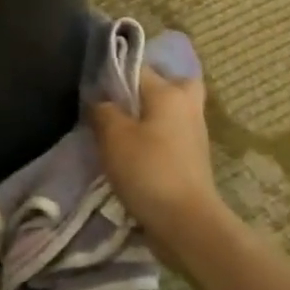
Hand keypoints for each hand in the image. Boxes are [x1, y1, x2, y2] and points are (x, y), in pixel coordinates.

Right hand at [90, 65, 218, 241]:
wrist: (186, 223)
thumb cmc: (148, 170)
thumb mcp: (113, 136)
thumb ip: (103, 110)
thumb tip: (101, 101)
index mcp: (169, 92)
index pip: (138, 66)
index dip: (113, 73)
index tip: (94, 88)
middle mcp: (187, 104)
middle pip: (168, 83)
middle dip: (146, 88)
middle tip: (120, 101)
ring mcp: (195, 132)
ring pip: (170, 110)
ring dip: (150, 115)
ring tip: (120, 128)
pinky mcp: (193, 157)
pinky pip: (171, 134)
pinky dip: (156, 137)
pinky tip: (134, 150)